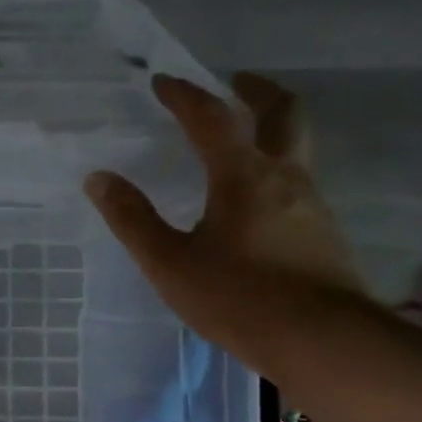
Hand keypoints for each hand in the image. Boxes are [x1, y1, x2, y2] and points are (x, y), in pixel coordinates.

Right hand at [85, 73, 368, 378]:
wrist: (321, 341)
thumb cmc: (236, 297)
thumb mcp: (169, 261)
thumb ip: (132, 218)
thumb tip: (99, 179)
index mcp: (243, 176)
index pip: (211, 118)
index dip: (185, 95)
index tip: (163, 81)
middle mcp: (284, 177)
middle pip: (283, 113)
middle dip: (257, 91)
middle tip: (235, 81)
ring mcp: (311, 203)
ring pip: (296, 147)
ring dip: (270, 129)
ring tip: (240, 141)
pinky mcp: (322, 232)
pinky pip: (297, 182)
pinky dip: (275, 168)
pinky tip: (255, 198)